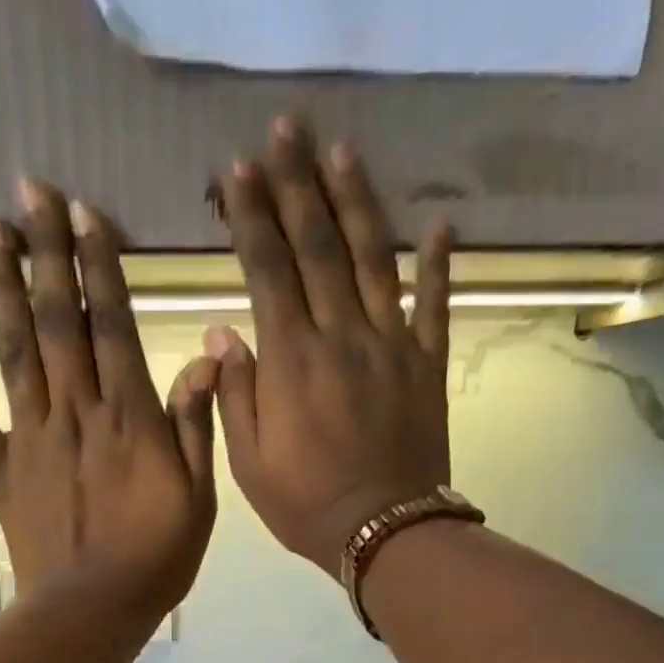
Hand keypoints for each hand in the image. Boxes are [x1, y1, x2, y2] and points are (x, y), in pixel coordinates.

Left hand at [0, 180, 219, 623]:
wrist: (92, 610)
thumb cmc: (156, 558)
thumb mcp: (198, 496)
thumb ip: (195, 424)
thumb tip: (207, 355)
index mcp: (127, 415)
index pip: (111, 323)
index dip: (99, 265)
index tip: (84, 212)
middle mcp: (74, 411)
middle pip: (58, 320)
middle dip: (46, 252)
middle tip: (31, 191)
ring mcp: (30, 438)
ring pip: (13, 351)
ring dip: (2, 289)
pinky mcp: (1, 471)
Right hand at [210, 117, 452, 572]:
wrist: (382, 532)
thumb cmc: (304, 505)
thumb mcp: (248, 463)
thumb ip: (235, 394)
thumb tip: (223, 332)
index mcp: (290, 360)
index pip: (267, 269)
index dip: (252, 215)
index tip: (238, 170)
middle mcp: (341, 335)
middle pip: (318, 245)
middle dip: (297, 184)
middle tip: (285, 130)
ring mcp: (390, 344)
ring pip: (373, 258)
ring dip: (356, 201)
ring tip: (342, 151)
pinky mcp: (427, 364)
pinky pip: (436, 304)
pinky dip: (440, 264)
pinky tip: (440, 226)